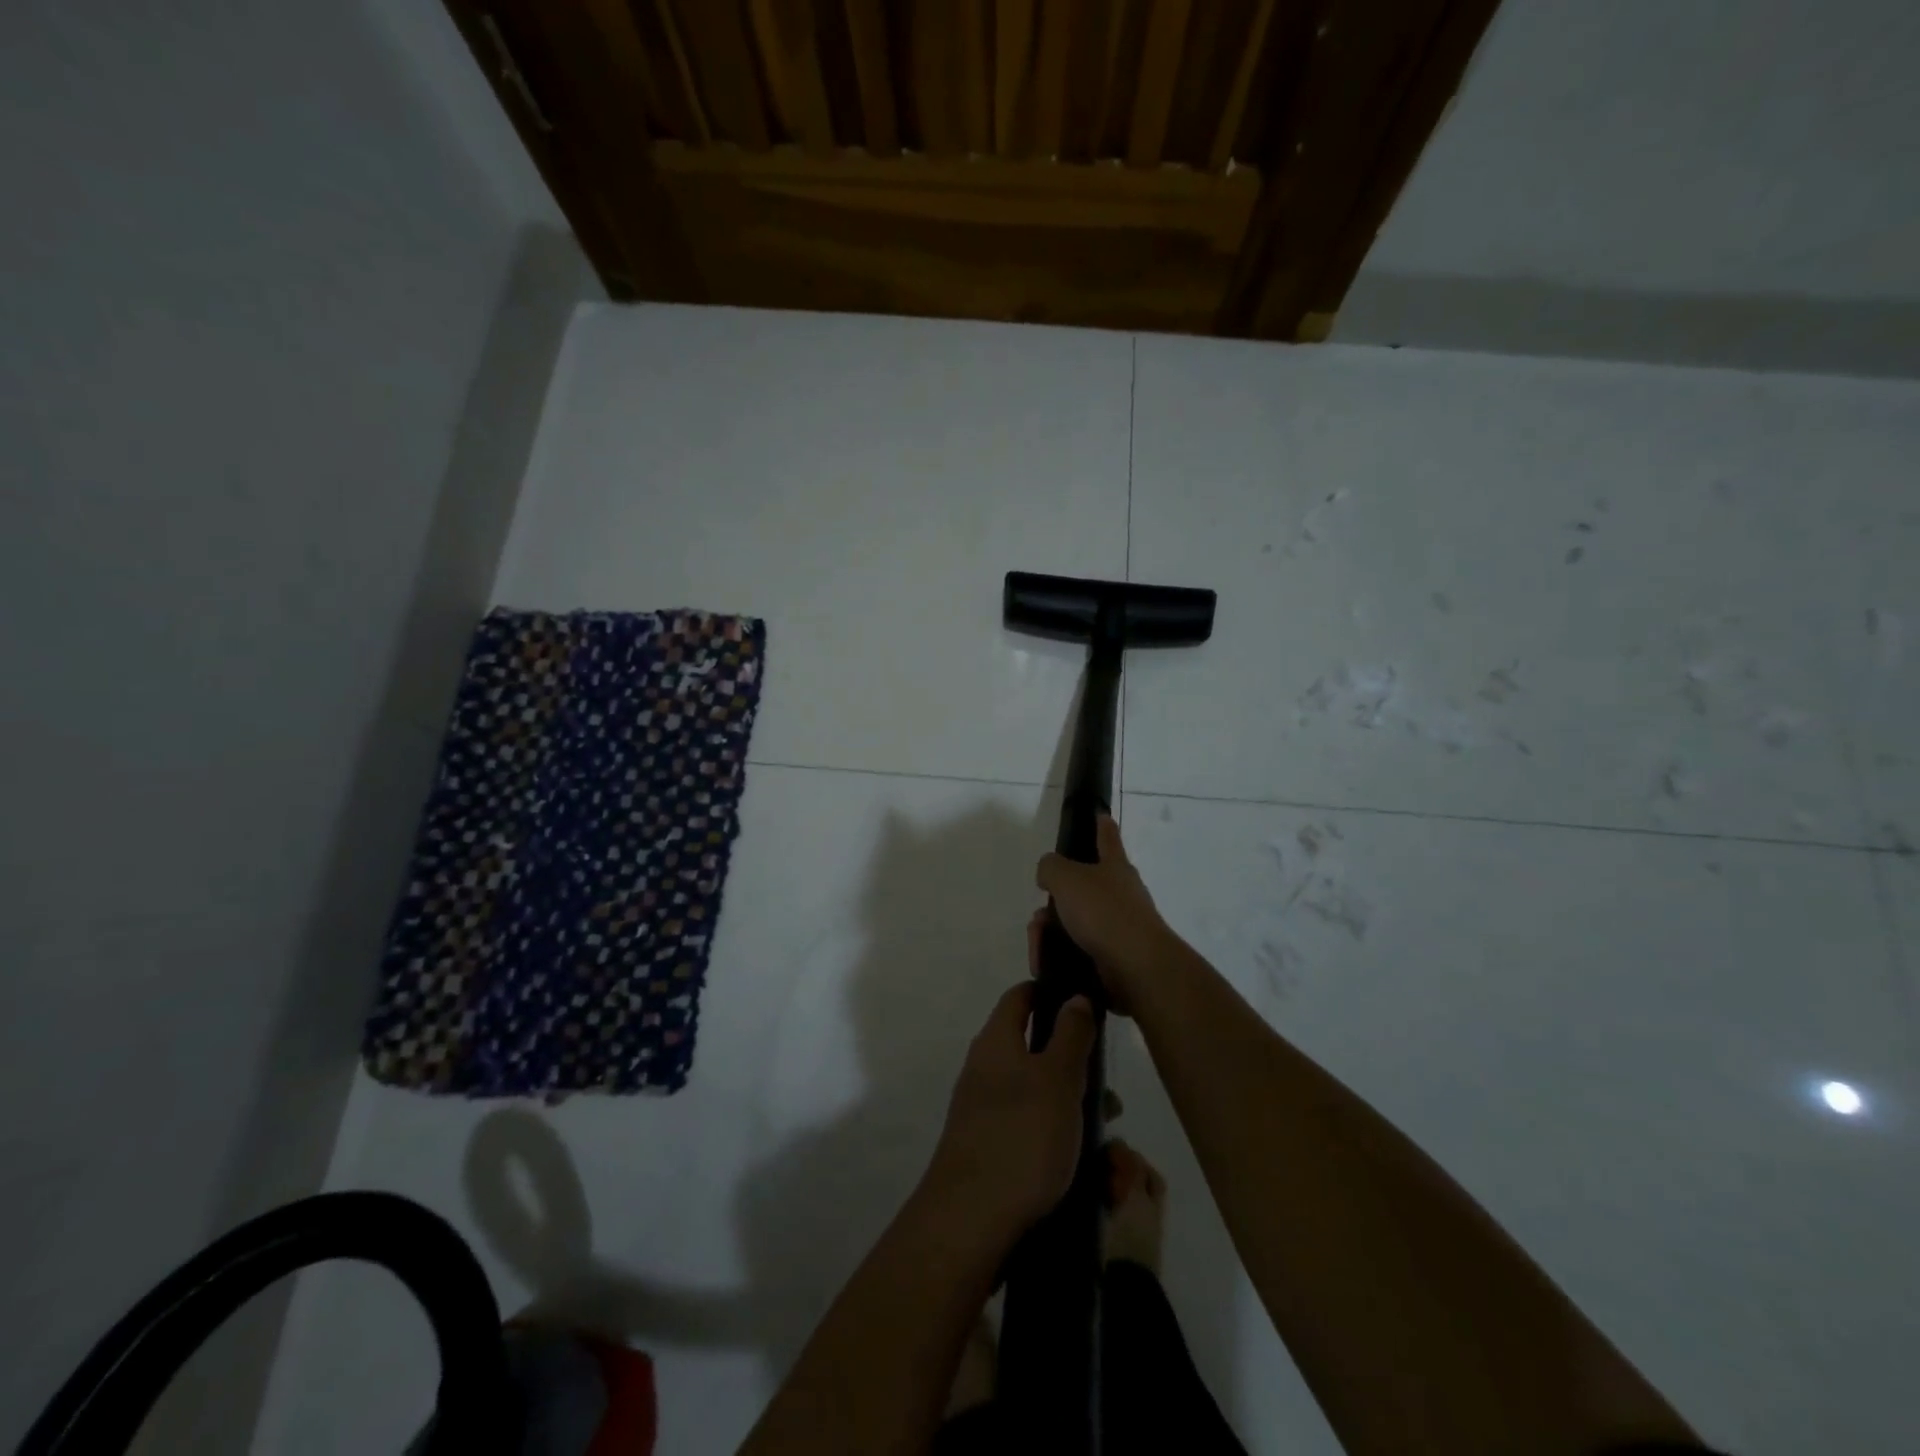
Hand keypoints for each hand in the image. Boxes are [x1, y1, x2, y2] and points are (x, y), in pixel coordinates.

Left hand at [924, 982, 1097, 1246]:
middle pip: (1037, 1053)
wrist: (970, 1221)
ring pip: (1042, 1100)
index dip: (1051, 992)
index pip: (1021, 997)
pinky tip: (1090, 1175)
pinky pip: (1034, 1136)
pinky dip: (1063, 1146)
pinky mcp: (992, 1152)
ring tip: (1112, 1151)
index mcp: (997, 1042)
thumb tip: (1074, 997)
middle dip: (1079, 1072)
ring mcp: (986, 1113)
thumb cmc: (1021, 1136)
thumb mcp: (1058, 1078)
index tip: (1087, 1004)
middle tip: (1111, 1099)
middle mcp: (986, 1071)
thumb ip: (1071, 1034)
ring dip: (1078, 1115)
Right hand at [1034, 815, 1175, 1012]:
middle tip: (1039, 917)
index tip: (1101, 814)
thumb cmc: (1104, 912)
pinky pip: (1077, 951)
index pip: (1107, 838)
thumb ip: (1050, 867)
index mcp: (1115, 867)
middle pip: (1081, 889)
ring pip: (1074, 923)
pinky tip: (1045, 963)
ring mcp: (1119, 928)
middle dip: (1055, 902)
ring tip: (1039, 943)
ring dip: (1051, 932)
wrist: (1136, 968)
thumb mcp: (1066, 878)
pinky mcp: (1113, 958)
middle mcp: (1121, 894)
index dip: (1102, 825)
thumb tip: (1048, 873)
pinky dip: (1058, 956)